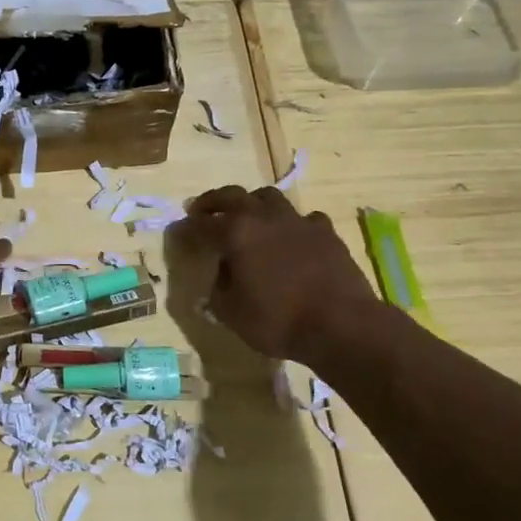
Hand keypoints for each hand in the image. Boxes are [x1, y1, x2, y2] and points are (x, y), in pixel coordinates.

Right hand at [172, 186, 379, 364]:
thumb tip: (222, 273)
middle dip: (213, 202)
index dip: (187, 228)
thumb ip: (219, 287)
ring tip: (248, 217)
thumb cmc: (278, 320)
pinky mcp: (325, 232)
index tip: (179, 231)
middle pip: (233, 196)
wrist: (341, 324)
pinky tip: (291, 237)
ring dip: (252, 204)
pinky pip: (303, 218)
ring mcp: (298, 221)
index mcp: (236, 233)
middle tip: (202, 210)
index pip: (202, 225)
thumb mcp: (231, 312)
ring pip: (269, 197)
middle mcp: (264, 217)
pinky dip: (291, 224)